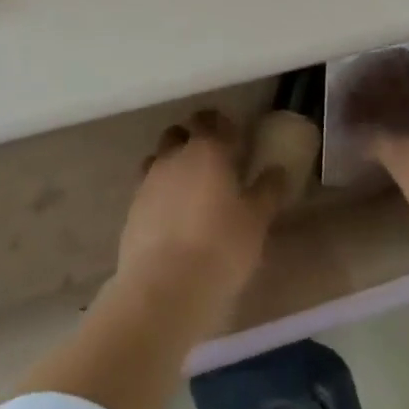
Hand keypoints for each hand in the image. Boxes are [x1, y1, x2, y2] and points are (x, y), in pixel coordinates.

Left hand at [115, 109, 281, 334]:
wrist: (164, 289)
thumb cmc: (221, 247)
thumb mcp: (256, 220)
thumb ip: (268, 190)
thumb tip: (277, 169)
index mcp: (208, 148)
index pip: (212, 119)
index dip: (222, 125)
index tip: (235, 140)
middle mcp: (175, 155)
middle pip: (179, 133)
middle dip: (193, 140)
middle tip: (213, 164)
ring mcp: (148, 181)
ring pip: (159, 158)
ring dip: (172, 165)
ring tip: (189, 192)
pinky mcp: (132, 209)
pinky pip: (147, 189)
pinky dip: (159, 194)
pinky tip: (171, 219)